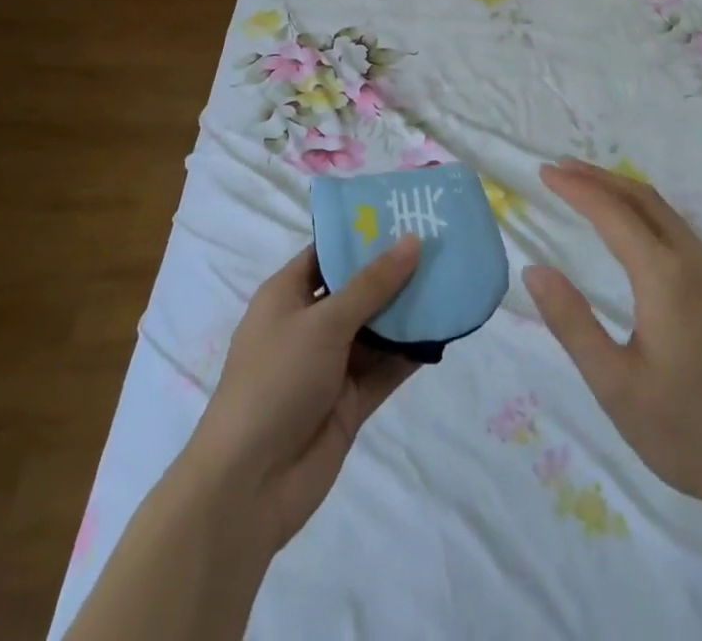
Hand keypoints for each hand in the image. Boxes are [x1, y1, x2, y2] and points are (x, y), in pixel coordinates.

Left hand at [186, 237, 422, 548]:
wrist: (250, 485)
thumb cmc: (276, 381)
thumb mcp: (324, 322)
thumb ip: (372, 284)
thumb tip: (412, 240)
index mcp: (287, 295)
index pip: (328, 253)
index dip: (363, 234)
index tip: (405, 215)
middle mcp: (309, 324)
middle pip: (357, 289)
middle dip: (394, 271)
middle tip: (440, 244)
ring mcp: (330, 365)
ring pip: (376, 328)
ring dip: (408, 311)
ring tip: (451, 280)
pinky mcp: (349, 401)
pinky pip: (385, 367)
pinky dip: (410, 352)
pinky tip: (444, 331)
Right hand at [523, 160, 701, 508]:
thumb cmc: (685, 431)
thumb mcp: (614, 385)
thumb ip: (572, 323)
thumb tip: (535, 269)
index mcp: (666, 278)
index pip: (613, 214)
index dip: (576, 188)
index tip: (544, 172)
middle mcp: (695, 263)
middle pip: (642, 199)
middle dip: (599, 178)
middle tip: (560, 169)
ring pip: (665, 212)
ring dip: (623, 192)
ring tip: (588, 187)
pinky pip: (679, 230)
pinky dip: (645, 212)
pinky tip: (632, 229)